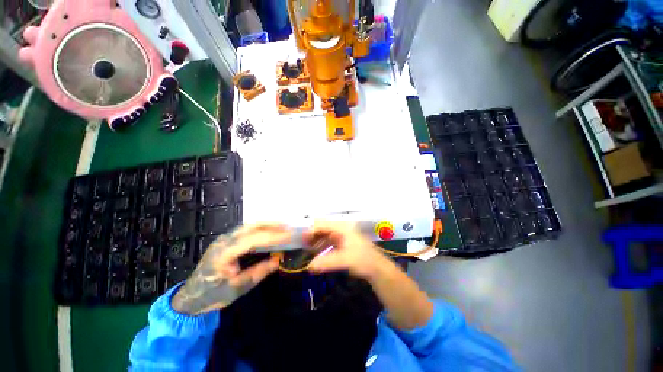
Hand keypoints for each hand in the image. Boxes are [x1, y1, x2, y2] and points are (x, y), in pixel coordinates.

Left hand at [171, 224, 289, 315]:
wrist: (190, 297)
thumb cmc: (213, 294)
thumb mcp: (238, 288)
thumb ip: (259, 271)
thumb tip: (279, 259)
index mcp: (225, 252)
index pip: (255, 239)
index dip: (274, 236)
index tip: (290, 236)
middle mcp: (225, 240)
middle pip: (253, 226)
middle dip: (273, 225)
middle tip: (290, 227)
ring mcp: (225, 237)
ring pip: (250, 225)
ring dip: (268, 224)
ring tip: (283, 226)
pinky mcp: (226, 239)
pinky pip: (247, 229)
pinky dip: (261, 227)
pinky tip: (269, 230)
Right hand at [305, 221, 387, 278]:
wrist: (376, 267)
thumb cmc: (363, 259)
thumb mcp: (345, 260)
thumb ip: (327, 262)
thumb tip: (309, 266)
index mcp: (341, 227)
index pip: (321, 223)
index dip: (310, 230)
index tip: (301, 240)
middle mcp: (339, 228)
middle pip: (321, 227)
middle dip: (311, 234)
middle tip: (302, 245)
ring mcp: (340, 234)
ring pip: (323, 233)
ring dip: (315, 240)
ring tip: (307, 249)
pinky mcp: (341, 242)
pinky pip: (327, 240)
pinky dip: (320, 245)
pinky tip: (316, 253)